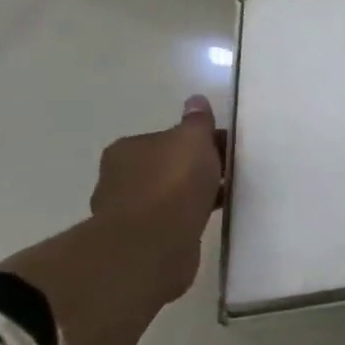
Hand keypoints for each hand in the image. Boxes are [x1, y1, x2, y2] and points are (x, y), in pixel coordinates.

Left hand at [89, 95, 227, 301]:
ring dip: (190, 195)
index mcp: (126, 149)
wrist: (154, 243)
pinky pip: (169, 221)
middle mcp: (118, 178)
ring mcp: (125, 212)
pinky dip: (187, 217)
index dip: (198, 141)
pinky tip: (207, 218)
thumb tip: (196, 101)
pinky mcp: (138, 241)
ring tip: (222, 197)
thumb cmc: (173, 182)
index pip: (166, 138)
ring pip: (167, 195)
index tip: (224, 150)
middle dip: (193, 168)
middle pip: (166, 166)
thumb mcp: (193, 140)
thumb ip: (197, 121)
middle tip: (226, 173)